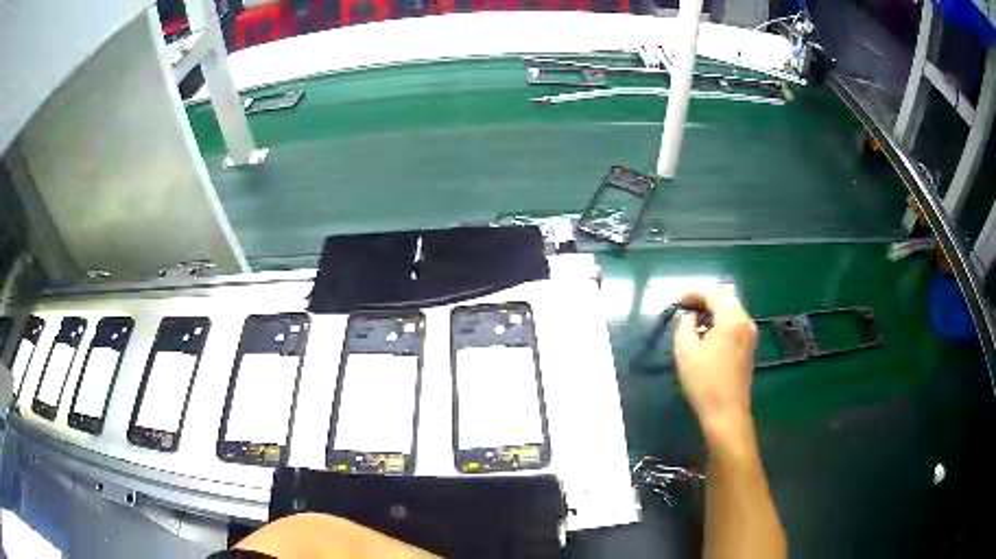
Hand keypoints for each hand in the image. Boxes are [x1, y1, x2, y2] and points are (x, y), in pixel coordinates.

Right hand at [673, 291, 756, 436]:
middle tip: (687, 306)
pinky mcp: (750, 348)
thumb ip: (685, 325)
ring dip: (715, 311)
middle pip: (726, 299)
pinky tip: (709, 333)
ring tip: (696, 319)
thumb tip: (690, 316)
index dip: (695, 294)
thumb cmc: (704, 381)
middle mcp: (745, 322)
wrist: (726, 412)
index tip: (679, 300)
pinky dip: (722, 321)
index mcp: (732, 319)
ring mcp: (750, 335)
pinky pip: (736, 323)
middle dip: (706, 300)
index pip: (713, 296)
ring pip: (733, 311)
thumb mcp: (685, 351)